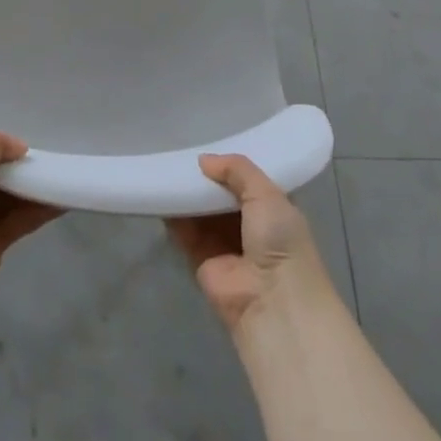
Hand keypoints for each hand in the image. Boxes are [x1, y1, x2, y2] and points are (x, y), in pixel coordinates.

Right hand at [168, 154, 332, 333]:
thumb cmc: (280, 241)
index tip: (209, 140)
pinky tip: (160, 193)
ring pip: (201, 211)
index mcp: (273, 208)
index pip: (249, 179)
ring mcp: (225, 243)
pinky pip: (184, 232)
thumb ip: (238, 170)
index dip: (231, 164)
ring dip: (187, 194)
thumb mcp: (267, 194)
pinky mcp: (201, 259)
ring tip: (166, 166)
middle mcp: (250, 225)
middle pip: (221, 194)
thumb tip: (204, 160)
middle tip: (181, 150)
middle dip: (205, 177)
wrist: (272, 301)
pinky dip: (173, 215)